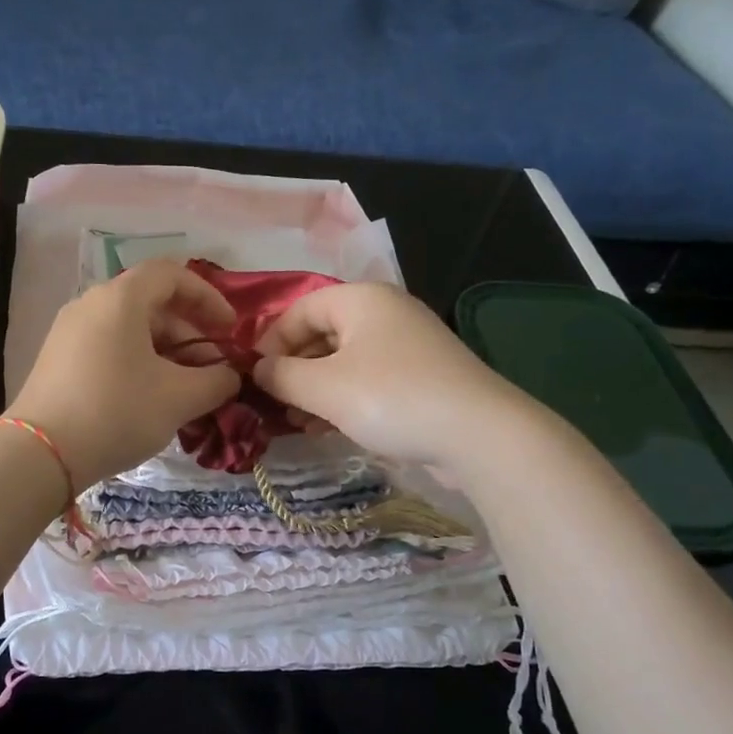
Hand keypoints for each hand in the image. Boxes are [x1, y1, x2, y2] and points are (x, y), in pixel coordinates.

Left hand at [6, 260, 241, 489]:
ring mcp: (69, 331)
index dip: (208, 297)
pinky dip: (137, 362)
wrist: (41, 454)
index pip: (172, 274)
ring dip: (165, 352)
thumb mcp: (179, 398)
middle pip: (151, 303)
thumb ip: (217, 381)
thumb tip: (231, 376)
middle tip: (211, 370)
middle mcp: (91, 304)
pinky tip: (149, 399)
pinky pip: (108, 347)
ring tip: (185, 390)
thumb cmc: (117, 412)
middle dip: (189, 333)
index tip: (229, 330)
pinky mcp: (57, 359)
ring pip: (129, 328)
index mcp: (120, 299)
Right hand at [253, 282, 523, 467]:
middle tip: (274, 404)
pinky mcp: (421, 377)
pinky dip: (343, 399)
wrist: (478, 434)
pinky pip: (368, 380)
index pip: (299, 309)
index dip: (271, 341)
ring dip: (315, 390)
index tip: (254, 377)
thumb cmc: (391, 398)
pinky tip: (328, 429)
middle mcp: (385, 313)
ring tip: (297, 423)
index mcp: (360, 300)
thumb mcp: (324, 387)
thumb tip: (258, 370)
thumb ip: (281, 375)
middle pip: (322, 334)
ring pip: (344, 361)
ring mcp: (407, 345)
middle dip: (293, 369)